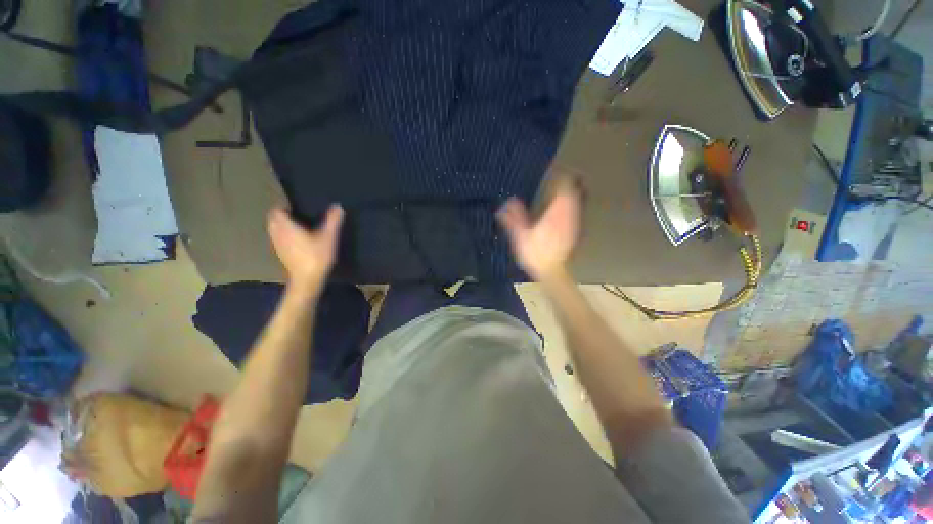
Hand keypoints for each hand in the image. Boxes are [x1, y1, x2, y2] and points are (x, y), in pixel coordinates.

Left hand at [267, 205, 343, 293]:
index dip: (284, 207)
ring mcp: (278, 245)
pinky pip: (278, 240)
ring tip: (297, 226)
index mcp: (286, 226)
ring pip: (274, 230)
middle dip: (281, 216)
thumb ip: (333, 221)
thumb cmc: (316, 256)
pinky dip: (284, 236)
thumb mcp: (329, 237)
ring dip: (282, 226)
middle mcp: (278, 234)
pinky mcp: (281, 255)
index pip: (276, 211)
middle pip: (273, 220)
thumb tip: (337, 206)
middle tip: (297, 215)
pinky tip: (297, 241)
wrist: (307, 280)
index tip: (296, 207)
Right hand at [497, 177, 581, 282]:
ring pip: (579, 200)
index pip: (562, 186)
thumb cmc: (535, 253)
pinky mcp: (577, 230)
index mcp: (554, 212)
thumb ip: (513, 218)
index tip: (554, 170)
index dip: (559, 176)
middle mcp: (568, 214)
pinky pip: (579, 211)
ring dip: (574, 190)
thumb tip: (507, 202)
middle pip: (573, 190)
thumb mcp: (520, 236)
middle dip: (569, 180)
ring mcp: (574, 222)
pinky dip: (575, 204)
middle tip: (562, 174)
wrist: (552, 271)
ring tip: (567, 184)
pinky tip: (570, 205)